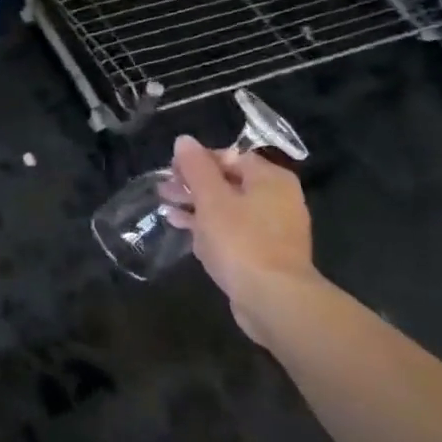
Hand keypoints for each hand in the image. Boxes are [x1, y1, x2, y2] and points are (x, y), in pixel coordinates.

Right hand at [163, 135, 315, 345]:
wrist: (274, 300)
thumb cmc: (241, 240)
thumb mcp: (211, 198)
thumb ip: (196, 167)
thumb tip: (184, 140)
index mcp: (270, 179)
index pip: (230, 156)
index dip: (197, 160)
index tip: (171, 171)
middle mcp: (278, 199)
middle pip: (228, 182)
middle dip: (193, 185)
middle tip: (164, 190)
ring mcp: (274, 229)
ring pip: (228, 208)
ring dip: (197, 207)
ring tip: (166, 209)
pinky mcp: (265, 254)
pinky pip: (233, 232)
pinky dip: (209, 228)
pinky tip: (183, 230)